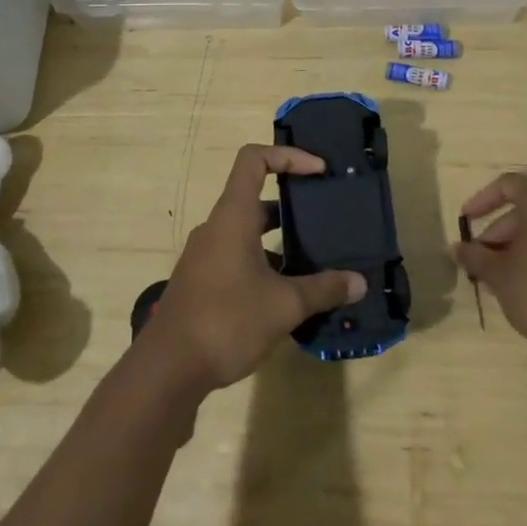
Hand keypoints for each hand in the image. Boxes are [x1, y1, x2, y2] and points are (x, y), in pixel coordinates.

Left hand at [148, 145, 366, 393]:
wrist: (167, 370)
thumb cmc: (226, 321)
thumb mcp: (284, 306)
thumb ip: (323, 290)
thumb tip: (359, 283)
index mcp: (233, 217)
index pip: (254, 159)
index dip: (288, 155)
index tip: (318, 171)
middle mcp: (216, 227)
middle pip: (254, 196)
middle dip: (292, 202)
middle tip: (324, 216)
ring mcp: (205, 255)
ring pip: (246, 230)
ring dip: (278, 238)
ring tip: (313, 258)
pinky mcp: (201, 281)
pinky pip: (237, 256)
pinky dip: (263, 262)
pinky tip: (286, 293)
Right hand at [456, 173, 526, 359]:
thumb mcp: (498, 273)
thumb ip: (474, 255)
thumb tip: (455, 249)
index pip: (509, 185)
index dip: (482, 200)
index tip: (466, 221)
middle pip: (526, 209)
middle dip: (498, 232)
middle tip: (478, 258)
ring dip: (515, 247)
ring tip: (493, 277)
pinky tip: (518, 284)